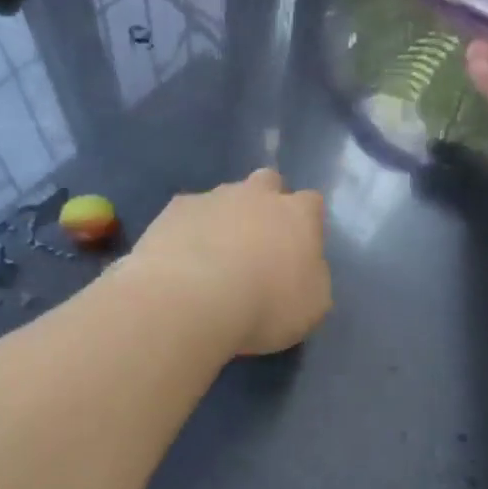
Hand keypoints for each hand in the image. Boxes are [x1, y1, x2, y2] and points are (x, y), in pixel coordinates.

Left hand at [122, 169, 331, 355]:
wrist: (191, 300)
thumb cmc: (265, 306)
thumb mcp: (312, 306)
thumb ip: (312, 277)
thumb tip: (305, 268)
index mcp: (298, 214)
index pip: (311, 203)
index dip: (306, 222)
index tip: (298, 248)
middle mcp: (257, 194)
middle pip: (267, 182)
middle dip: (265, 203)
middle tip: (256, 242)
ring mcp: (213, 197)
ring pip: (224, 197)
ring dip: (224, 218)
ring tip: (212, 258)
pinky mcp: (174, 209)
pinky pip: (187, 214)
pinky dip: (188, 231)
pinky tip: (180, 261)